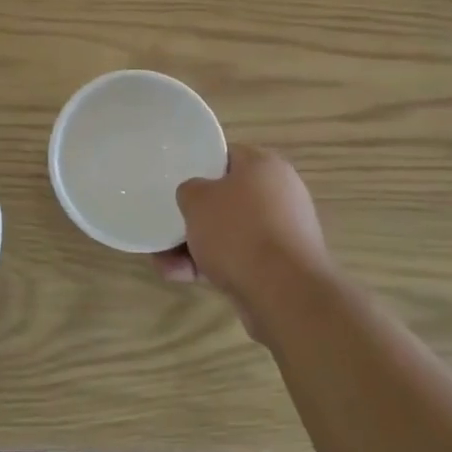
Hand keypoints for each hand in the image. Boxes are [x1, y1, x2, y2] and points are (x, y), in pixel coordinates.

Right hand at [155, 145, 333, 334]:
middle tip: (169, 227)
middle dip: (195, 217)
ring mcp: (284, 232)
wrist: (285, 294)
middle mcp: (281, 194)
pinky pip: (242, 258)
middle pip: (227, 199)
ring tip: (166, 264)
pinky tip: (182, 277)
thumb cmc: (239, 232)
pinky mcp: (284, 266)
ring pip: (231, 233)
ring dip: (197, 246)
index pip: (227, 156)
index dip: (199, 167)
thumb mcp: (197, 200)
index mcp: (265, 165)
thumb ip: (189, 190)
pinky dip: (214, 266)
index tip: (177, 183)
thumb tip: (196, 198)